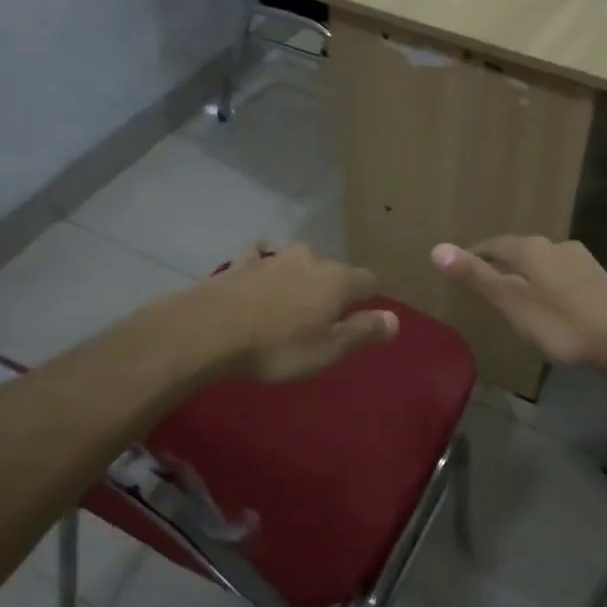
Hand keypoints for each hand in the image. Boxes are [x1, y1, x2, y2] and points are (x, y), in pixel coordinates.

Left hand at [203, 244, 398, 382]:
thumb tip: (395, 319)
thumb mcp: (327, 350)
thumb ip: (362, 332)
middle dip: (335, 288)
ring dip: (302, 276)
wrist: (211, 329)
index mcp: (338, 280)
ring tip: (294, 299)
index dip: (371, 298)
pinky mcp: (243, 261)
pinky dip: (266, 263)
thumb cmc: (278, 346)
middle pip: (335, 269)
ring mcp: (275, 256)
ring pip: (300, 261)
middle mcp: (312, 258)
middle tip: (326, 315)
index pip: (369, 281)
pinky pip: (262, 256)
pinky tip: (260, 269)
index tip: (365, 317)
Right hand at [431, 236, 606, 370]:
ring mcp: (580, 260)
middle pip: (519, 252)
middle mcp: (555, 245)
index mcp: (530, 248)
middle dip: (501, 266)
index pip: (493, 245)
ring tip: (516, 299)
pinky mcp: (598, 278)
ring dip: (526, 276)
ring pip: (542, 264)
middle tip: (485, 286)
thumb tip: (436, 249)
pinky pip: (561, 276)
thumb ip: (476, 277)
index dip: (474, 256)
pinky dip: (547, 287)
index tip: (461, 269)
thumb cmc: (561, 323)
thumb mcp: (511, 303)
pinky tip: (550, 307)